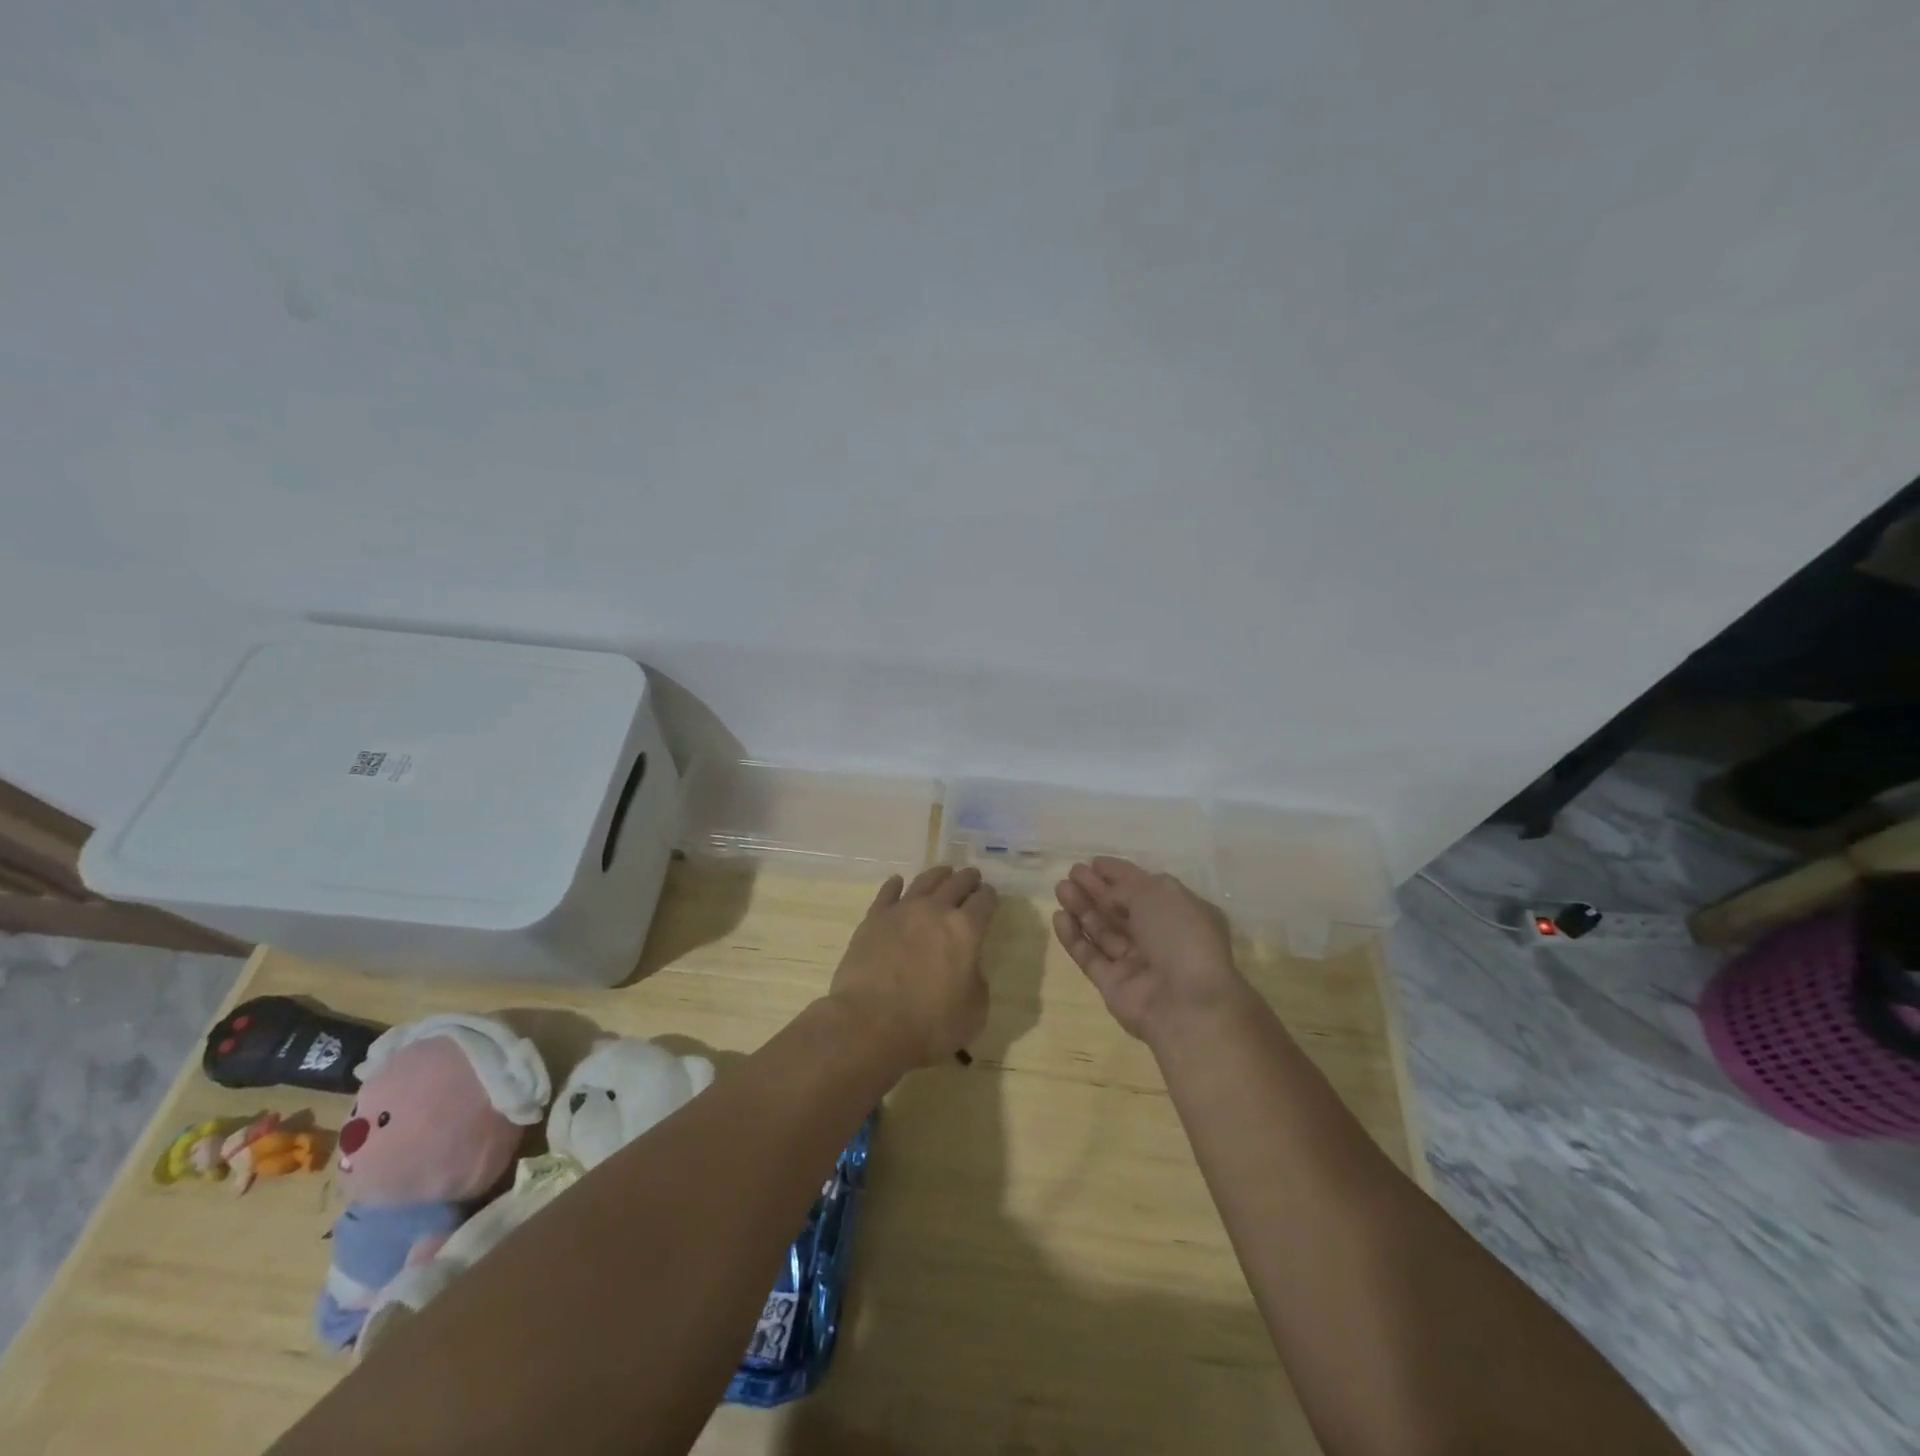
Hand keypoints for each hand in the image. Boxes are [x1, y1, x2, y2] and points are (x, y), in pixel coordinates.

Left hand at [830, 865, 998, 1067]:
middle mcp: (936, 910)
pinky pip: (888, 892)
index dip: (990, 897)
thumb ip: (977, 981)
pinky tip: (897, 883)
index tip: (990, 898)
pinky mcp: (874, 918)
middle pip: (957, 883)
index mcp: (966, 930)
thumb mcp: (974, 1012)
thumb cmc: (929, 1025)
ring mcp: (902, 910)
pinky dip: (896, 885)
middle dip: (968, 879)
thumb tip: (968, 966)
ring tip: (943, 873)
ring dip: (938, 875)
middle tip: (972, 878)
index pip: (985, 901)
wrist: (869, 1025)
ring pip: (925, 881)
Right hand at [1053, 858, 1247, 1044]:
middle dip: (1096, 889)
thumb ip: (1127, 886)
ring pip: (1103, 930)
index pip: (1144, 887)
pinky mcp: (1113, 985)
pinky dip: (1074, 937)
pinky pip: (1090, 956)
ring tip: (1061, 888)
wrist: (1186, 1004)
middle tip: (1071, 872)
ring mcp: (1135, 963)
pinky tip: (1059, 917)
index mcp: (1180, 913)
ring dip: (1082, 908)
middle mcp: (1159, 937)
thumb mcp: (1159, 893)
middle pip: (1120, 908)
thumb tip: (1108, 893)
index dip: (1119, 874)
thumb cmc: (1180, 936)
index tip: (1094, 862)